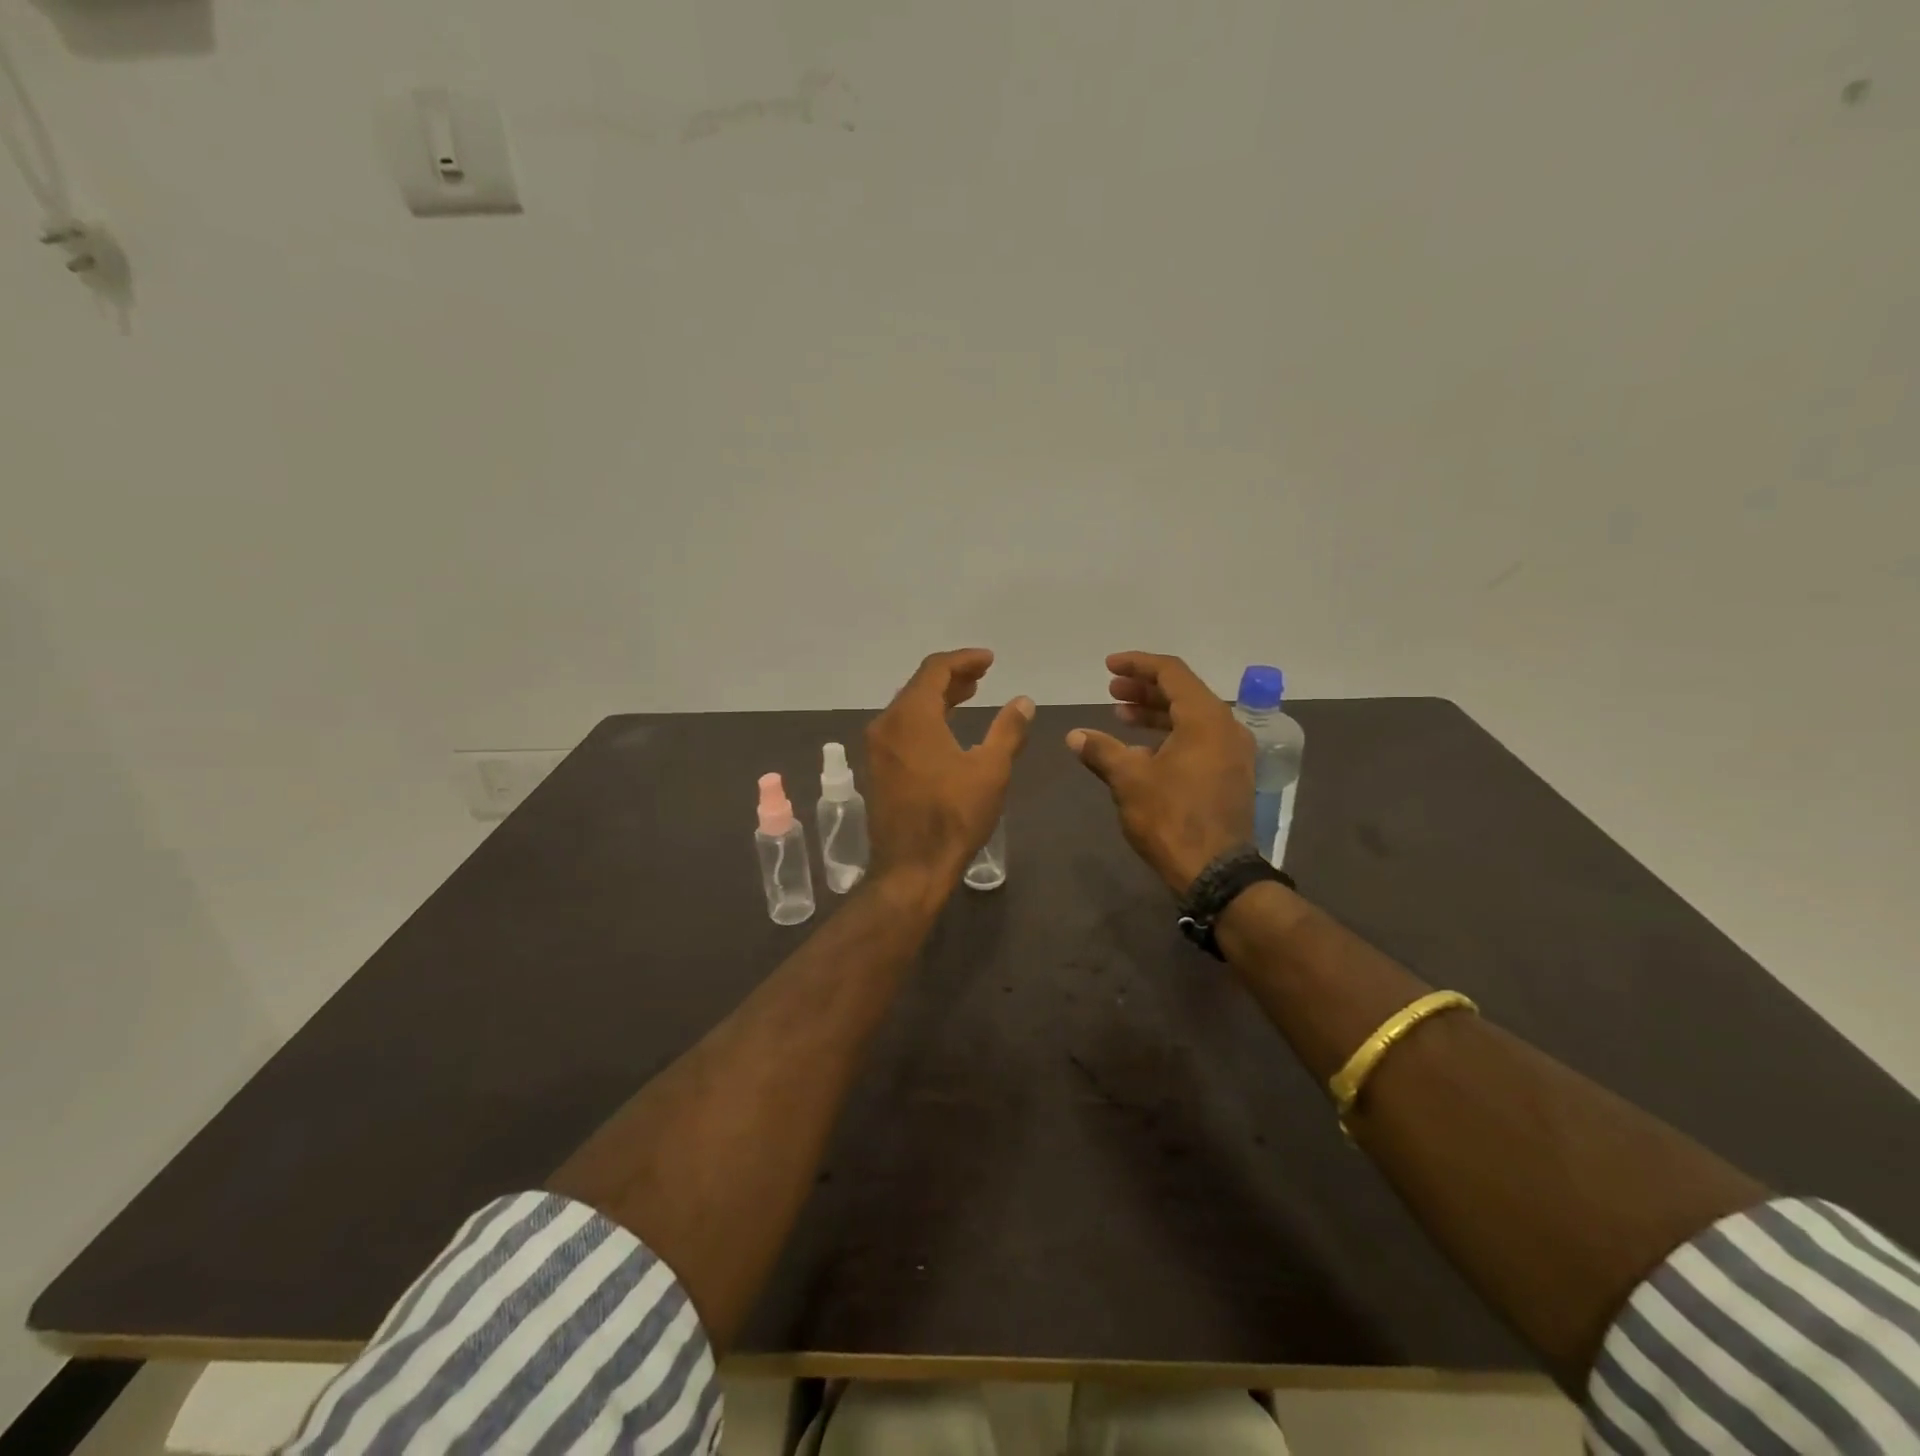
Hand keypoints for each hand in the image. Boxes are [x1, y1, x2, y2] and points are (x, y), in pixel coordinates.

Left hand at [866, 649, 1033, 893]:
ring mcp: (877, 748)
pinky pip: (901, 728)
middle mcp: (886, 725)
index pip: (935, 669)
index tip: (989, 660)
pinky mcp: (876, 768)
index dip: (964, 660)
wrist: (911, 868)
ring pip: (908, 708)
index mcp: (911, 717)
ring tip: (968, 696)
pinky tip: (946, 730)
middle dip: (952, 677)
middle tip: (982, 676)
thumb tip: (1023, 701)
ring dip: (938, 698)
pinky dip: (925, 719)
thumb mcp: (991, 770)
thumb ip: (1008, 730)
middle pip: (919, 686)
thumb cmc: (954, 816)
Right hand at [1067, 651, 1253, 895]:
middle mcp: (1226, 728)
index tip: (1108, 667)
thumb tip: (1075, 735)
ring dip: (1155, 713)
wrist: (1215, 872)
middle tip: (1111, 691)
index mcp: (1206, 718)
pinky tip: (1141, 750)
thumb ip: (1101, 750)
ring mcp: (1232, 753)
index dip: (1137, 665)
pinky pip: (1198, 740)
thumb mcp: (1129, 779)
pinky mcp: (1230, 775)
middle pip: (1183, 692)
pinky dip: (1170, 735)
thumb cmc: (1171, 817)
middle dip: (1144, 689)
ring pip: (1191, 718)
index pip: (1171, 672)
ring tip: (1120, 716)